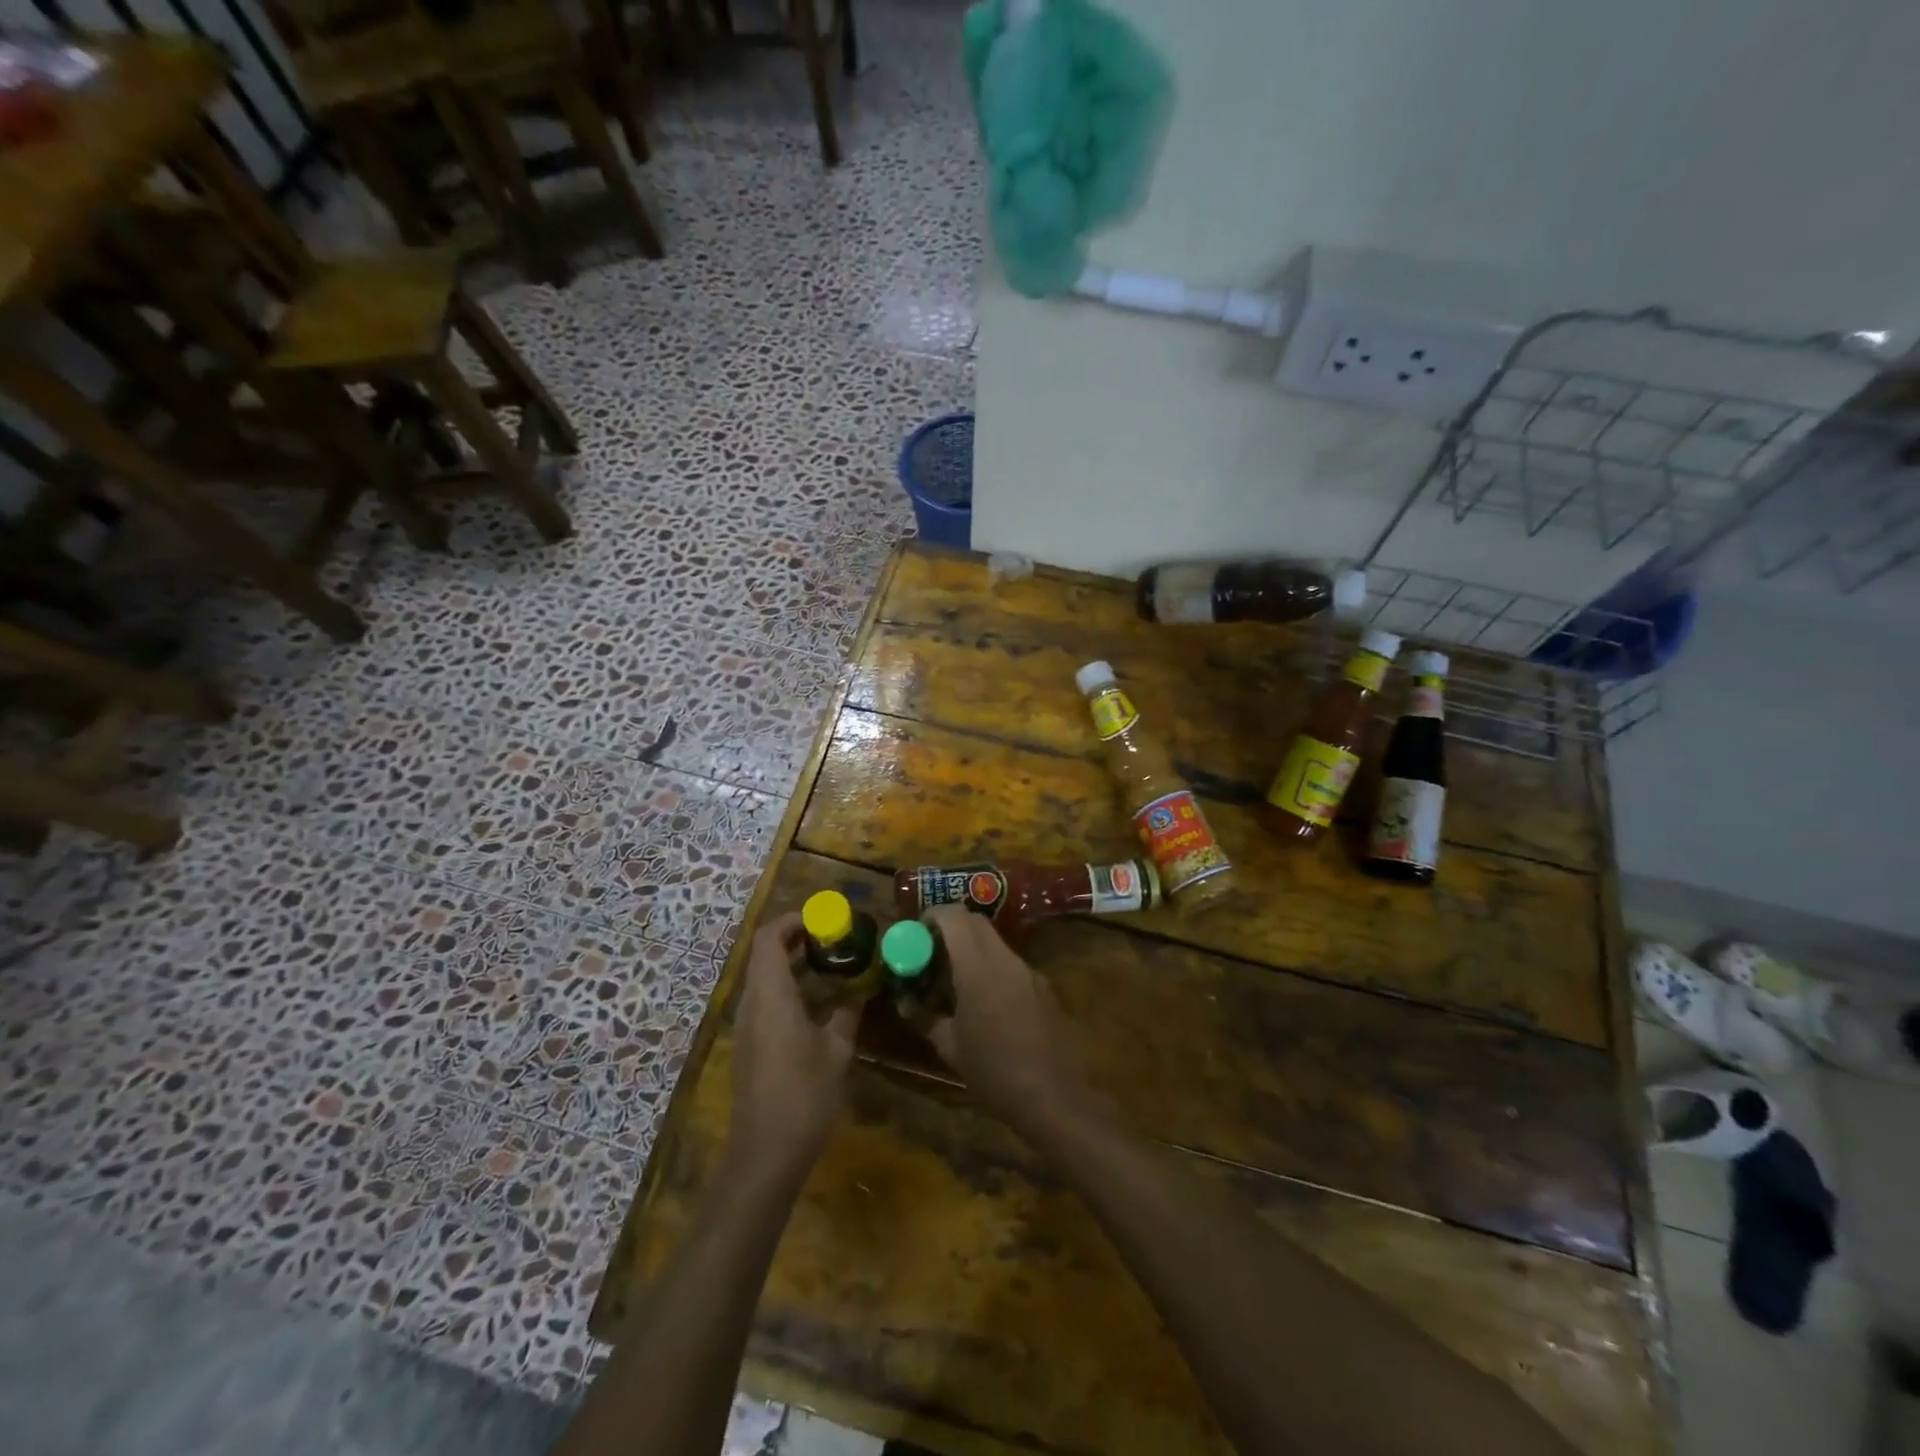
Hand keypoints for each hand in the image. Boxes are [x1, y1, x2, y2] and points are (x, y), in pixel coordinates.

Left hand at [728, 914, 859, 1179]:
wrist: (765, 1155)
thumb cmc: (804, 1095)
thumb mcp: (836, 1051)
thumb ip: (846, 1015)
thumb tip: (858, 995)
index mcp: (770, 994)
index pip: (769, 937)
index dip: (793, 920)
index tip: (824, 919)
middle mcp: (753, 1003)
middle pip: (766, 955)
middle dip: (799, 940)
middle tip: (836, 939)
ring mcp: (748, 1026)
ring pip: (766, 979)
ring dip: (796, 966)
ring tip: (834, 968)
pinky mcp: (751, 1046)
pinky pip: (767, 1002)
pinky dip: (791, 990)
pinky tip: (821, 1006)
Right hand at [923, 905, 1092, 1135]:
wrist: (1053, 1097)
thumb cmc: (993, 1072)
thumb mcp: (949, 1047)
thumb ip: (924, 1017)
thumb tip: (905, 1002)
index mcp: (978, 967)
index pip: (955, 916)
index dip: (933, 916)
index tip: (918, 933)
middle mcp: (1005, 959)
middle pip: (976, 922)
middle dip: (951, 928)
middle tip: (932, 953)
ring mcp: (1028, 971)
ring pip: (995, 942)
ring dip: (972, 949)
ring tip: (956, 981)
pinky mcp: (1044, 986)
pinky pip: (1011, 964)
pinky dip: (992, 968)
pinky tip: (987, 1003)